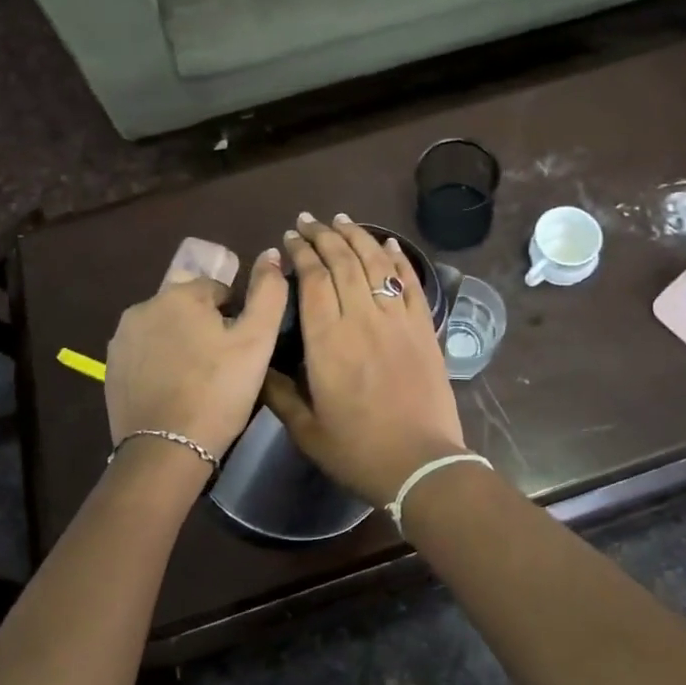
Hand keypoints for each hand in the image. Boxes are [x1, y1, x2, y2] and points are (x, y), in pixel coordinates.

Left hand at [104, 246, 287, 459]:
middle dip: (206, 327)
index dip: (236, 317)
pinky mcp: (111, 369)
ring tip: (200, 380)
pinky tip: (175, 391)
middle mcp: (143, 306)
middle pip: (188, 307)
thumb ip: (269, 292)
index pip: (218, 290)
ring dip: (183, 344)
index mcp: (179, 294)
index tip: (241, 349)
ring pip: (166, 329)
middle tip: (224, 366)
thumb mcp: (258, 340)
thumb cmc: (219, 391)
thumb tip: (271, 253)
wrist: (166, 451)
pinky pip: (146, 354)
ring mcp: (122, 339)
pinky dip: (161, 364)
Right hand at [262, 214, 465, 505]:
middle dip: (323, 235)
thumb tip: (262, 368)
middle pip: (342, 261)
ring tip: (342, 220)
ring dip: (357, 236)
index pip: (312, 279)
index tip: (290, 238)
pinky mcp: (424, 327)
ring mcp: (397, 319)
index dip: (300, 253)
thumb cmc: (358, 450)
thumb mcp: (306, 430)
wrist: (420, 464)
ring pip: (375, 263)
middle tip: (308, 221)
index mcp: (327, 340)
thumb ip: (280, 394)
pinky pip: (410, 282)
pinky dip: (399, 258)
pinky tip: (389, 243)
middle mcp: (361, 318)